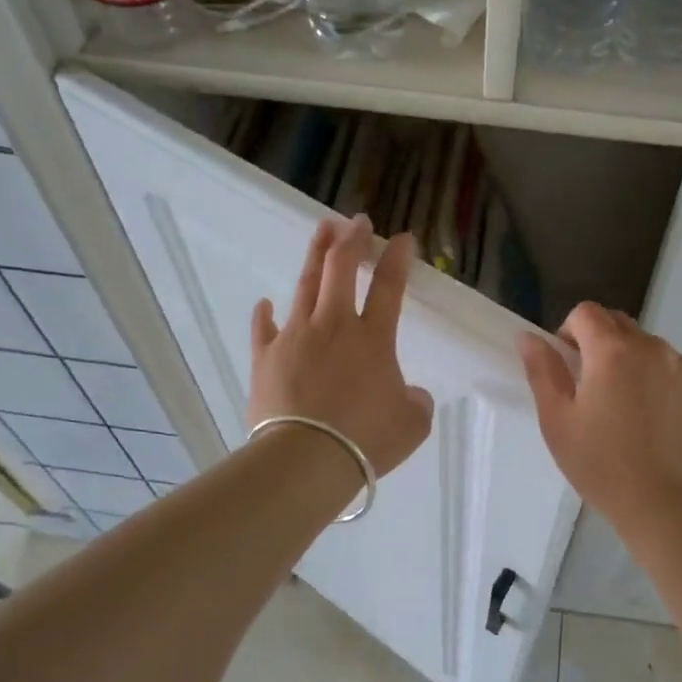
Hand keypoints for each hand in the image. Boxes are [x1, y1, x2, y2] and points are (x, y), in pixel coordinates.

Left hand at [249, 216, 433, 476]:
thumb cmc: (366, 439)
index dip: (397, 258)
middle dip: (351, 240)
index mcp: (373, 338)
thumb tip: (408, 394)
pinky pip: (265, 328)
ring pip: (305, 285)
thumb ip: (415, 401)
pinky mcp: (265, 357)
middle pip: (341, 269)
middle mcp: (334, 326)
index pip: (389, 286)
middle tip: (356, 222)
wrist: (306, 459)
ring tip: (321, 232)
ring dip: (315, 255)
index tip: (402, 237)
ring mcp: (295, 337)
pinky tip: (265, 302)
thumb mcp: (412, 423)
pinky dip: (265, 314)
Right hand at [517, 302, 681, 528]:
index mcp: (612, 351)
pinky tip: (652, 419)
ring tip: (625, 407)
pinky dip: (656, 378)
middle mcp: (651, 347)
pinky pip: (671, 368)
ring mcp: (681, 367)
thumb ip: (542, 371)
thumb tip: (528, 337)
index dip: (569, 331)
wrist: (668, 503)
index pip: (586, 312)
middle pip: (618, 323)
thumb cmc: (602, 465)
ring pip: (646, 345)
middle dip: (598, 341)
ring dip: (629, 360)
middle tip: (591, 387)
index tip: (567, 366)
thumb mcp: (558, 421)